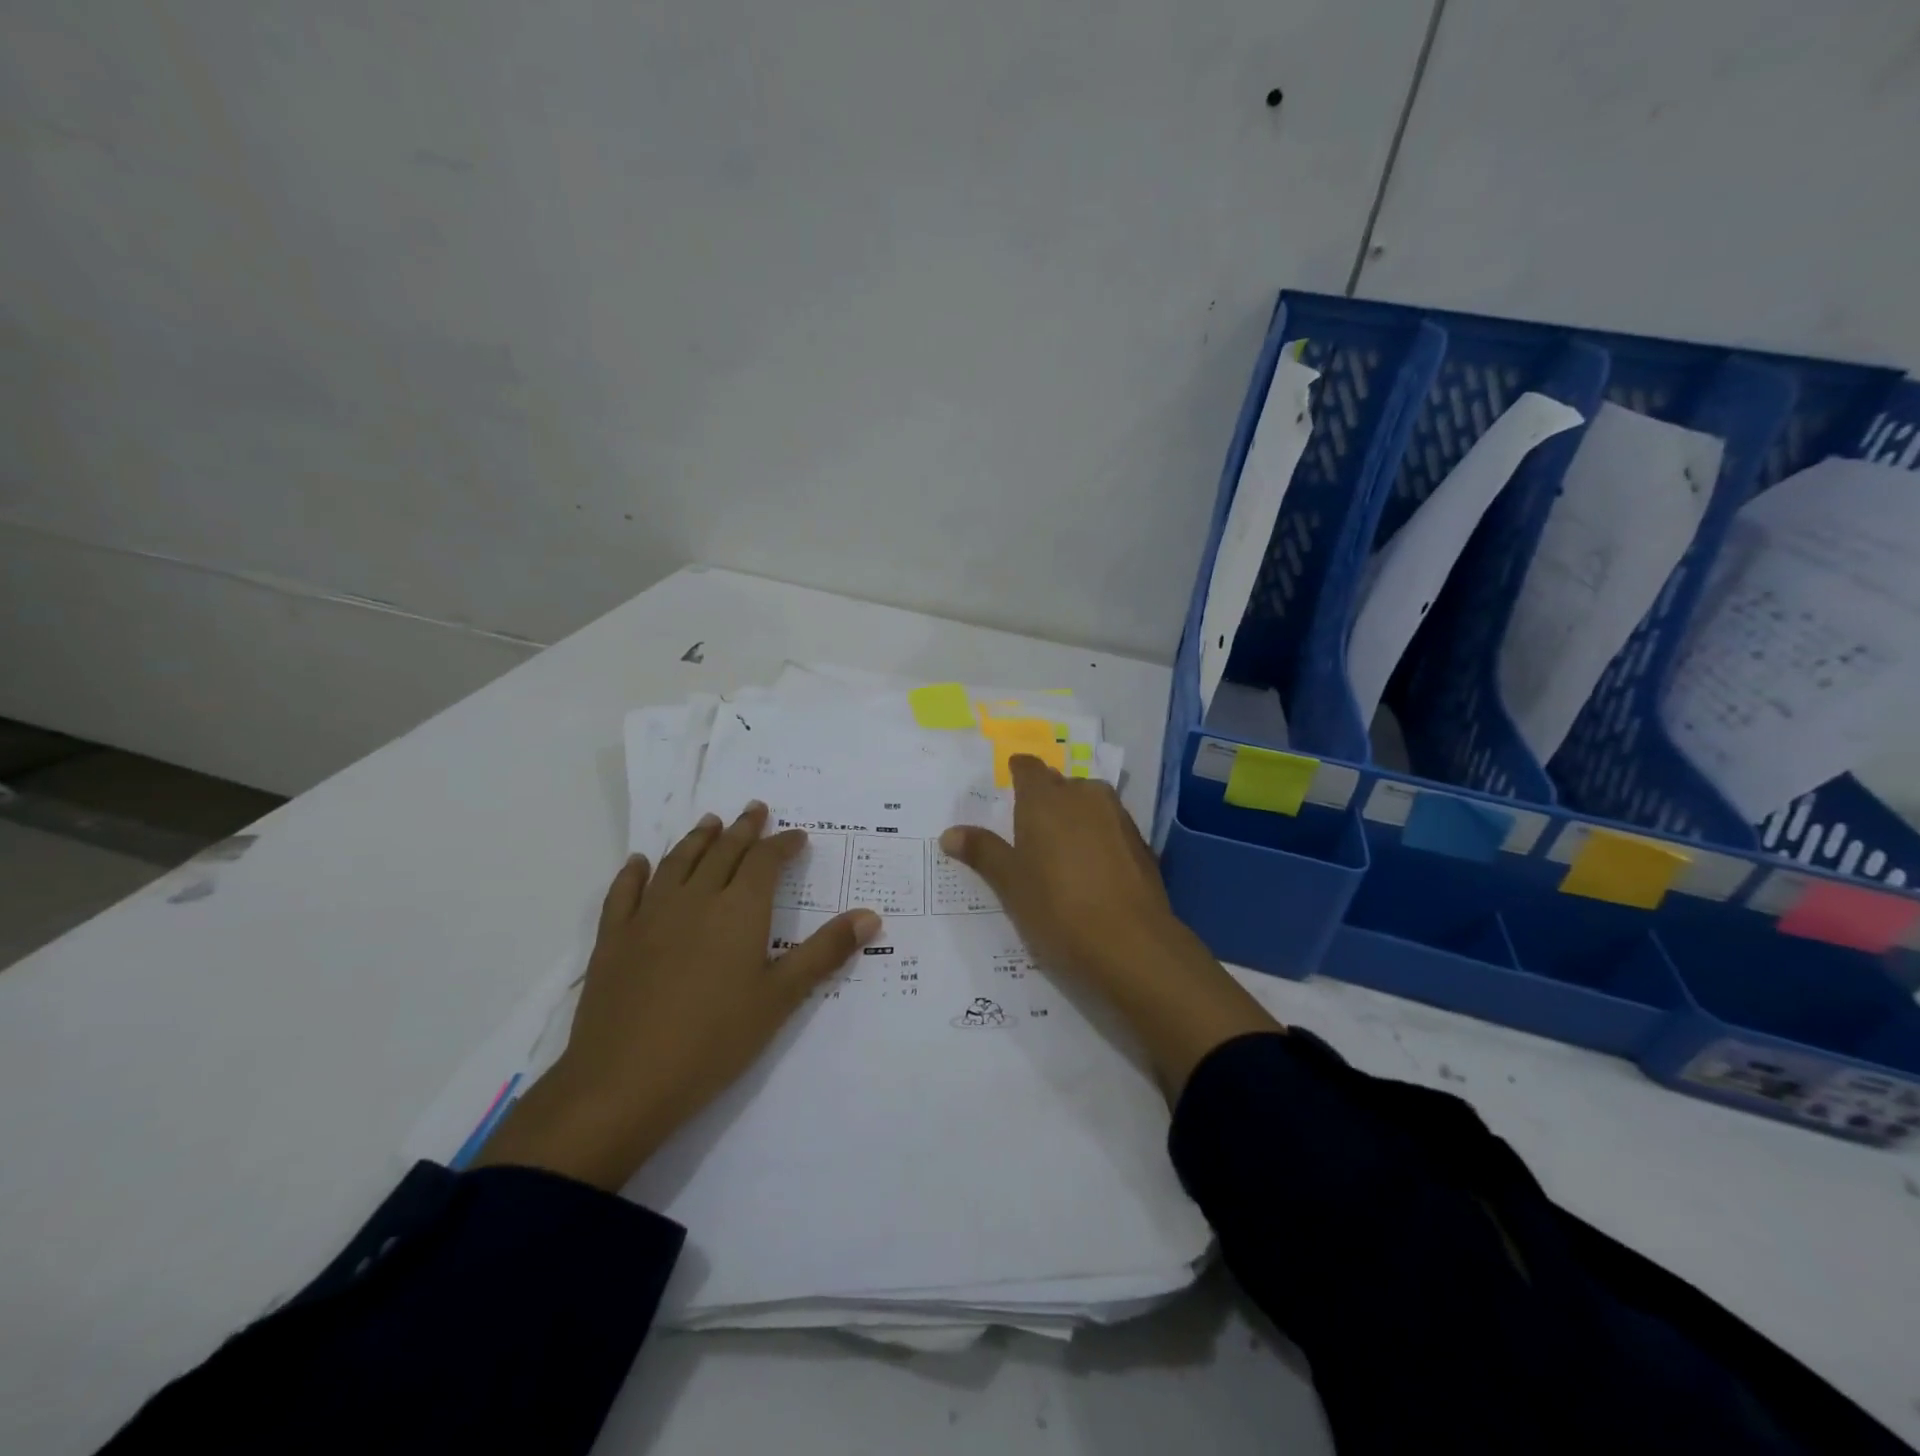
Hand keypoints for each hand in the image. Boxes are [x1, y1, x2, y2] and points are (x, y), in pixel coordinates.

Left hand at [475, 804, 879, 1189]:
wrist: (624, 1082)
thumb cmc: (714, 1041)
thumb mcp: (780, 998)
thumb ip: (825, 952)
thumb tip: (871, 915)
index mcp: (739, 910)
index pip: (765, 861)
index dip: (783, 844)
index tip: (797, 836)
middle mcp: (695, 899)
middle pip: (723, 852)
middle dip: (743, 829)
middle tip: (755, 808)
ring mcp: (649, 916)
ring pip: (677, 863)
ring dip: (697, 839)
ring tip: (710, 822)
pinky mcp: (613, 938)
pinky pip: (624, 892)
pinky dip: (634, 872)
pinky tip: (639, 863)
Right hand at [940, 756, 1280, 1099]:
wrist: (1131, 944)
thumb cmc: (1057, 909)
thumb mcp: (1010, 884)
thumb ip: (983, 852)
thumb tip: (950, 833)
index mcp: (1045, 799)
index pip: (1028, 767)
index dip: (1018, 772)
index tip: (1009, 784)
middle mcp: (1083, 796)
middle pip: (1060, 784)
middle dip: (1046, 798)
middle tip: (1029, 828)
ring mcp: (1118, 817)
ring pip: (1090, 803)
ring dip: (1075, 817)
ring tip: (1060, 849)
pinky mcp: (1141, 843)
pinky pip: (1111, 827)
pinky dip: (1098, 838)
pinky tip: (1092, 870)